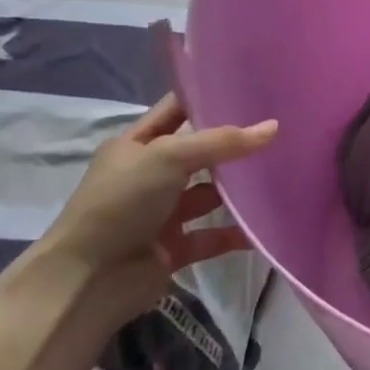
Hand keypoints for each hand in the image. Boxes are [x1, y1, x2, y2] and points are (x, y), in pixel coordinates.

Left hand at [36, 94, 276, 321]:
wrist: (87, 280)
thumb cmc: (122, 202)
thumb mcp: (168, 157)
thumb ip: (222, 142)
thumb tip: (274, 127)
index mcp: (136, 146)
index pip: (177, 111)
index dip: (208, 98)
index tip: (251, 89)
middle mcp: (148, 176)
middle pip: (199, 153)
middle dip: (232, 145)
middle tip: (279, 130)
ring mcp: (161, 214)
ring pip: (208, 195)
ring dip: (238, 189)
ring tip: (282, 174)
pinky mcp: (174, 248)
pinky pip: (212, 236)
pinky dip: (236, 233)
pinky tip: (265, 226)